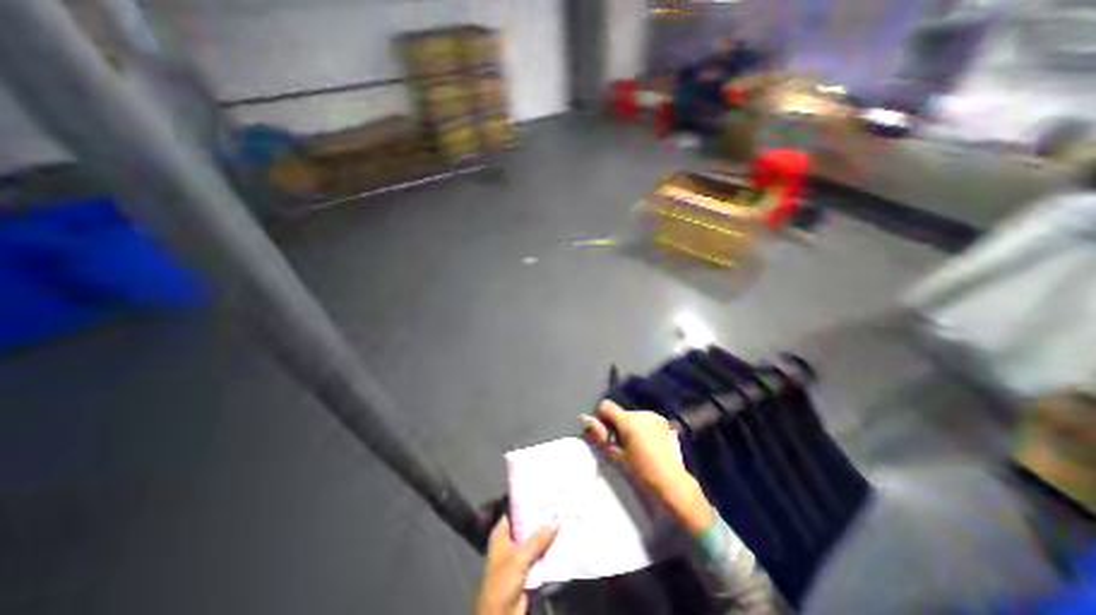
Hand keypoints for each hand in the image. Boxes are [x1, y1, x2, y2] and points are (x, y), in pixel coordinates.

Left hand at [476, 513, 556, 614]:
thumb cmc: (503, 581)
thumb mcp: (520, 556)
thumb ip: (538, 539)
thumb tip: (555, 521)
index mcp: (501, 534)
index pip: (513, 512)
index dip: (525, 504)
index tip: (541, 495)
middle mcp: (508, 542)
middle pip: (525, 526)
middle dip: (539, 519)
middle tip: (555, 505)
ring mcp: (517, 556)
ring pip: (533, 541)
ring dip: (545, 534)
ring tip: (561, 518)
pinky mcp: (526, 569)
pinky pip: (538, 555)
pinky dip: (547, 549)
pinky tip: (560, 539)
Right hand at [582, 401, 710, 534]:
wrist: (672, 484)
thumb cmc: (641, 473)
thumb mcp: (616, 455)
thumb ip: (599, 435)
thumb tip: (584, 418)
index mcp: (628, 420)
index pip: (606, 405)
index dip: (601, 417)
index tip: (605, 434)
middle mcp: (641, 413)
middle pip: (620, 413)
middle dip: (617, 425)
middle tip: (621, 446)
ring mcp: (654, 416)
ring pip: (633, 417)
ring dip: (630, 427)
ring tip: (635, 448)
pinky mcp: (664, 422)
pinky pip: (645, 420)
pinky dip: (642, 429)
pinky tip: (647, 446)